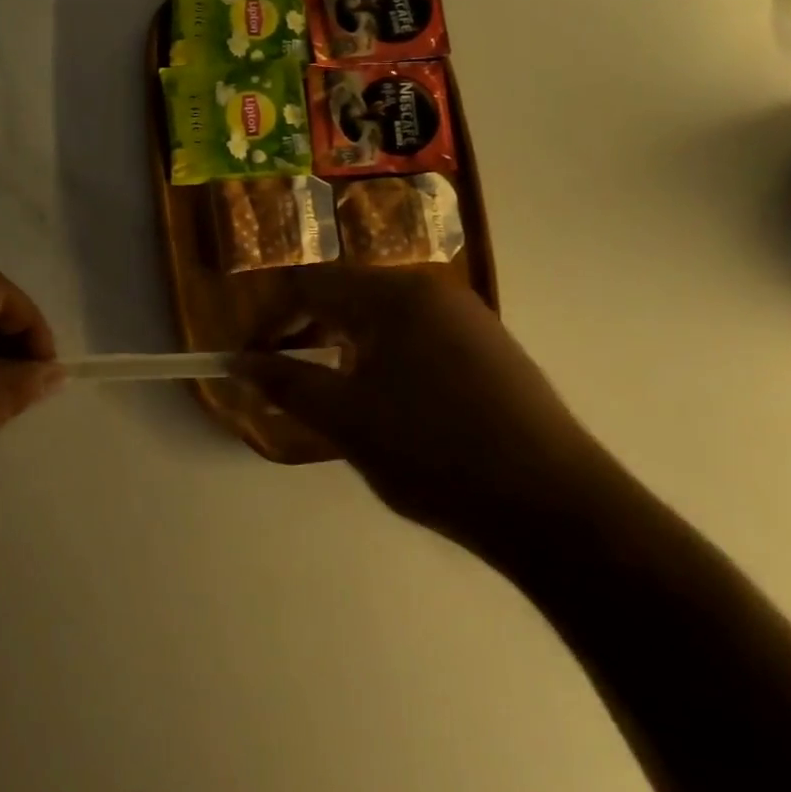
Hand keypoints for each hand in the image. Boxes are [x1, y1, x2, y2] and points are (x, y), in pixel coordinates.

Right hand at [233, 269, 619, 564]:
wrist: (554, 506)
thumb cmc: (435, 453)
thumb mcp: (345, 420)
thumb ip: (285, 384)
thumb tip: (237, 363)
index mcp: (395, 295)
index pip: (310, 285)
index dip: (269, 321)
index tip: (248, 361)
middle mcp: (433, 291)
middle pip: (347, 296)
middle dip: (307, 334)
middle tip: (285, 380)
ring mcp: (468, 318)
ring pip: (383, 319)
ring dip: (344, 349)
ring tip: (333, 398)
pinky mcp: (490, 350)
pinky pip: (417, 339)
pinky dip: (384, 360)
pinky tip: (389, 407)